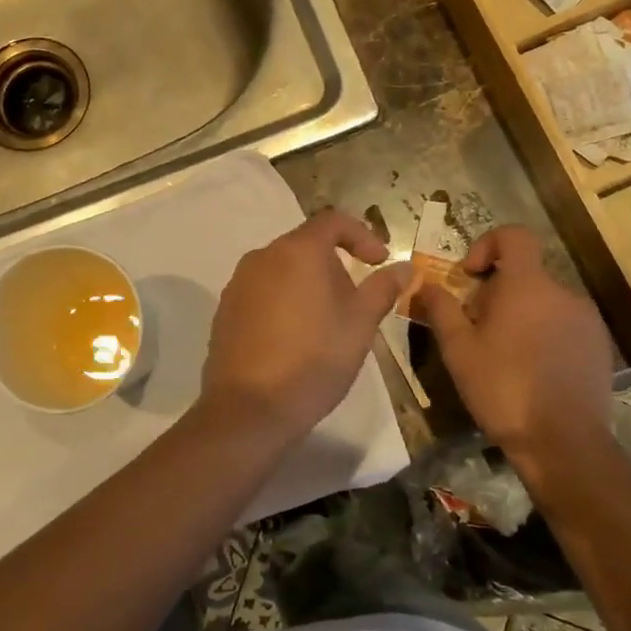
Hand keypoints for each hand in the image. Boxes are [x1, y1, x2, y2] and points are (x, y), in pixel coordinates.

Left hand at [198, 209, 409, 446]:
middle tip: (356, 303)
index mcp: (297, 251)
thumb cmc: (314, 360)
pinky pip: (263, 293)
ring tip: (327, 325)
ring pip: (283, 271)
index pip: (332, 221)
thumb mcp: (360, 325)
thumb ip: (383, 289)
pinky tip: (294, 340)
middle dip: (336, 267)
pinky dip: (284, 303)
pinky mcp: (225, 311)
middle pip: (306, 246)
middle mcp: (262, 257)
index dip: (362, 235)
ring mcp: (238, 284)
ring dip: (309, 286)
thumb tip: (405, 267)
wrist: (249, 409)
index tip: (379, 262)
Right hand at [415, 225, 615, 478]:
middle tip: (477, 329)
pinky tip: (533, 371)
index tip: (471, 276)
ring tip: (504, 355)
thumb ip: (441, 309)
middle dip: (497, 292)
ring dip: (521, 315)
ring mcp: (587, 319)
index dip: (488, 244)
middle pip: (525, 274)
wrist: (563, 441)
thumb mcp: (458, 350)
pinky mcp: (600, 345)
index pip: (514, 236)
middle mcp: (562, 292)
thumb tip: (425, 284)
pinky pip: (565, 325)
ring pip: (545, 302)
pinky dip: (545, 335)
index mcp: (526, 285)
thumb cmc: (502, 388)